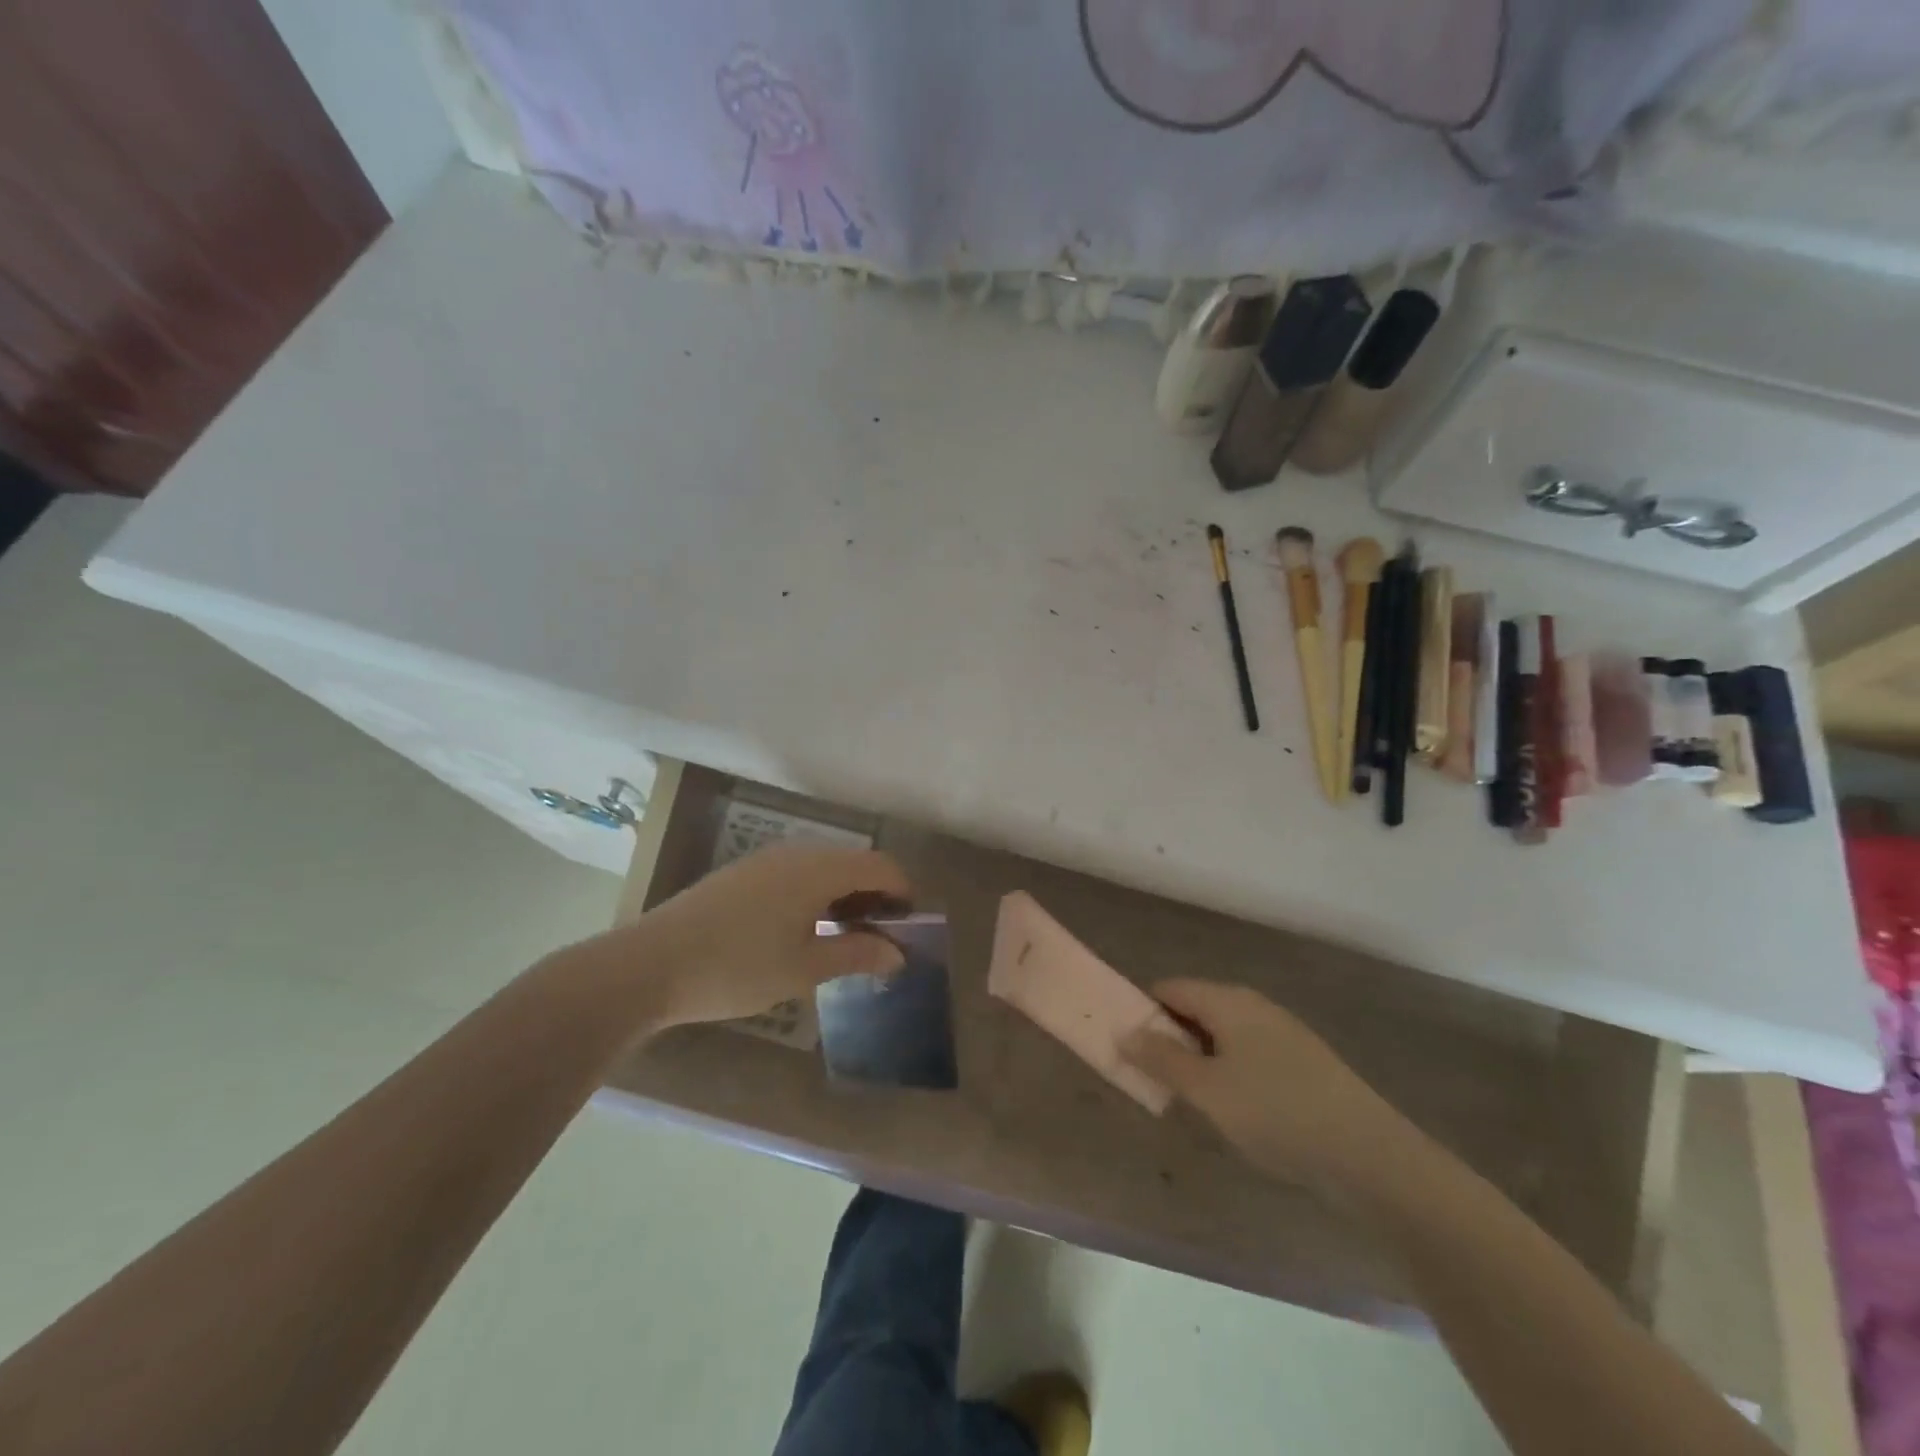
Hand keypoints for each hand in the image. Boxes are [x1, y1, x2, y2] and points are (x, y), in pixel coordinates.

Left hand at [607, 844, 912, 1028]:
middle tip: (878, 938)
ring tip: (843, 937)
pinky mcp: (742, 874)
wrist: (649, 965)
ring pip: (823, 867)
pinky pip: (796, 873)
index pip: (880, 866)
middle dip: (874, 895)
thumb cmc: (736, 967)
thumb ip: (855, 954)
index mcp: (818, 869)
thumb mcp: (804, 968)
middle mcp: (796, 853)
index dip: (902, 893)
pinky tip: (802, 930)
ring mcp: (765, 860)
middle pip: (853, 862)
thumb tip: (897, 954)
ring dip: (844, 895)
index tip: (906, 929)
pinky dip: (815, 894)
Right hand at [1121, 979, 1409, 1192]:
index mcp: (1228, 1000)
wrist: (1370, 1155)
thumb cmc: (1276, 1113)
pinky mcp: (1302, 1062)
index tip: (1124, 1044)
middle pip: (1195, 1008)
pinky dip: (1228, 1071)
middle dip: (1169, 1038)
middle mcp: (1253, 1005)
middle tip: (1151, 1077)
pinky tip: (1233, 1109)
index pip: (1169, 988)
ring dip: (1198, 1058)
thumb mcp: (1207, 1089)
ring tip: (1188, 1098)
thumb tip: (1125, 1032)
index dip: (1142, 1010)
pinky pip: (1247, 1054)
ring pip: (1222, 1034)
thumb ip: (1161, 1059)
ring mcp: (1282, 1032)